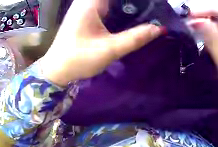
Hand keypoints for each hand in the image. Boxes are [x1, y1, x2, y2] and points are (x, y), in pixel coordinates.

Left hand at [39, 0, 163, 85]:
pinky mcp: (86, 13)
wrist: (56, 69)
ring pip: (111, 0)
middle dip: (133, 1)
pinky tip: (131, 14)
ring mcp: (85, 6)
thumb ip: (136, 37)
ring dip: (127, 3)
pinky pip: (107, 4)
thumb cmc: (79, 59)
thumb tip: (160, 28)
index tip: (152, 3)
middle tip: (151, 7)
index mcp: (90, 3)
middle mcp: (86, 1)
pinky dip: (120, 6)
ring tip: (146, 10)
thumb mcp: (110, 49)